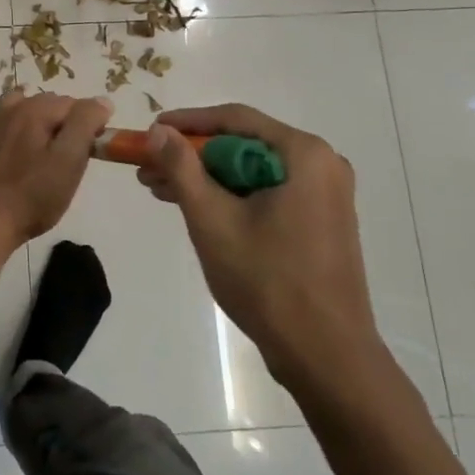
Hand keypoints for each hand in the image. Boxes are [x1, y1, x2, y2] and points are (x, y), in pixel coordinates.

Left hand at [0, 89, 112, 248]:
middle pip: (54, 106)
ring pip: (34, 113)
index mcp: (34, 108)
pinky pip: (15, 123)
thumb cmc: (33, 195)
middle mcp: (13, 106)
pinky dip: (27, 131)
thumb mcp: (68, 160)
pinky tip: (28, 155)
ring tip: (50, 159)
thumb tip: (102, 101)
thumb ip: (85, 124)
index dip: (90, 127)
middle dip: (68, 127)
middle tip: (72, 162)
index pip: (77, 105)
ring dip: (47, 128)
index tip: (90, 154)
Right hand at [139, 104, 386, 395]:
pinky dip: (230, 195)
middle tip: (148, 167)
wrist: (326, 356)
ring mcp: (325, 194)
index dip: (186, 122)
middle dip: (191, 155)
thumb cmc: (267, 281)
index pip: (234, 119)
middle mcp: (321, 164)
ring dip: (206, 177)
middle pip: (242, 143)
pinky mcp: (320, 219)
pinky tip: (195, 208)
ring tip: (160, 189)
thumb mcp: (211, 219)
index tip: (149, 131)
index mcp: (304, 154)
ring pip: (251, 169)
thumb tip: (158, 130)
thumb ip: (181, 167)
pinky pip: (266, 191)